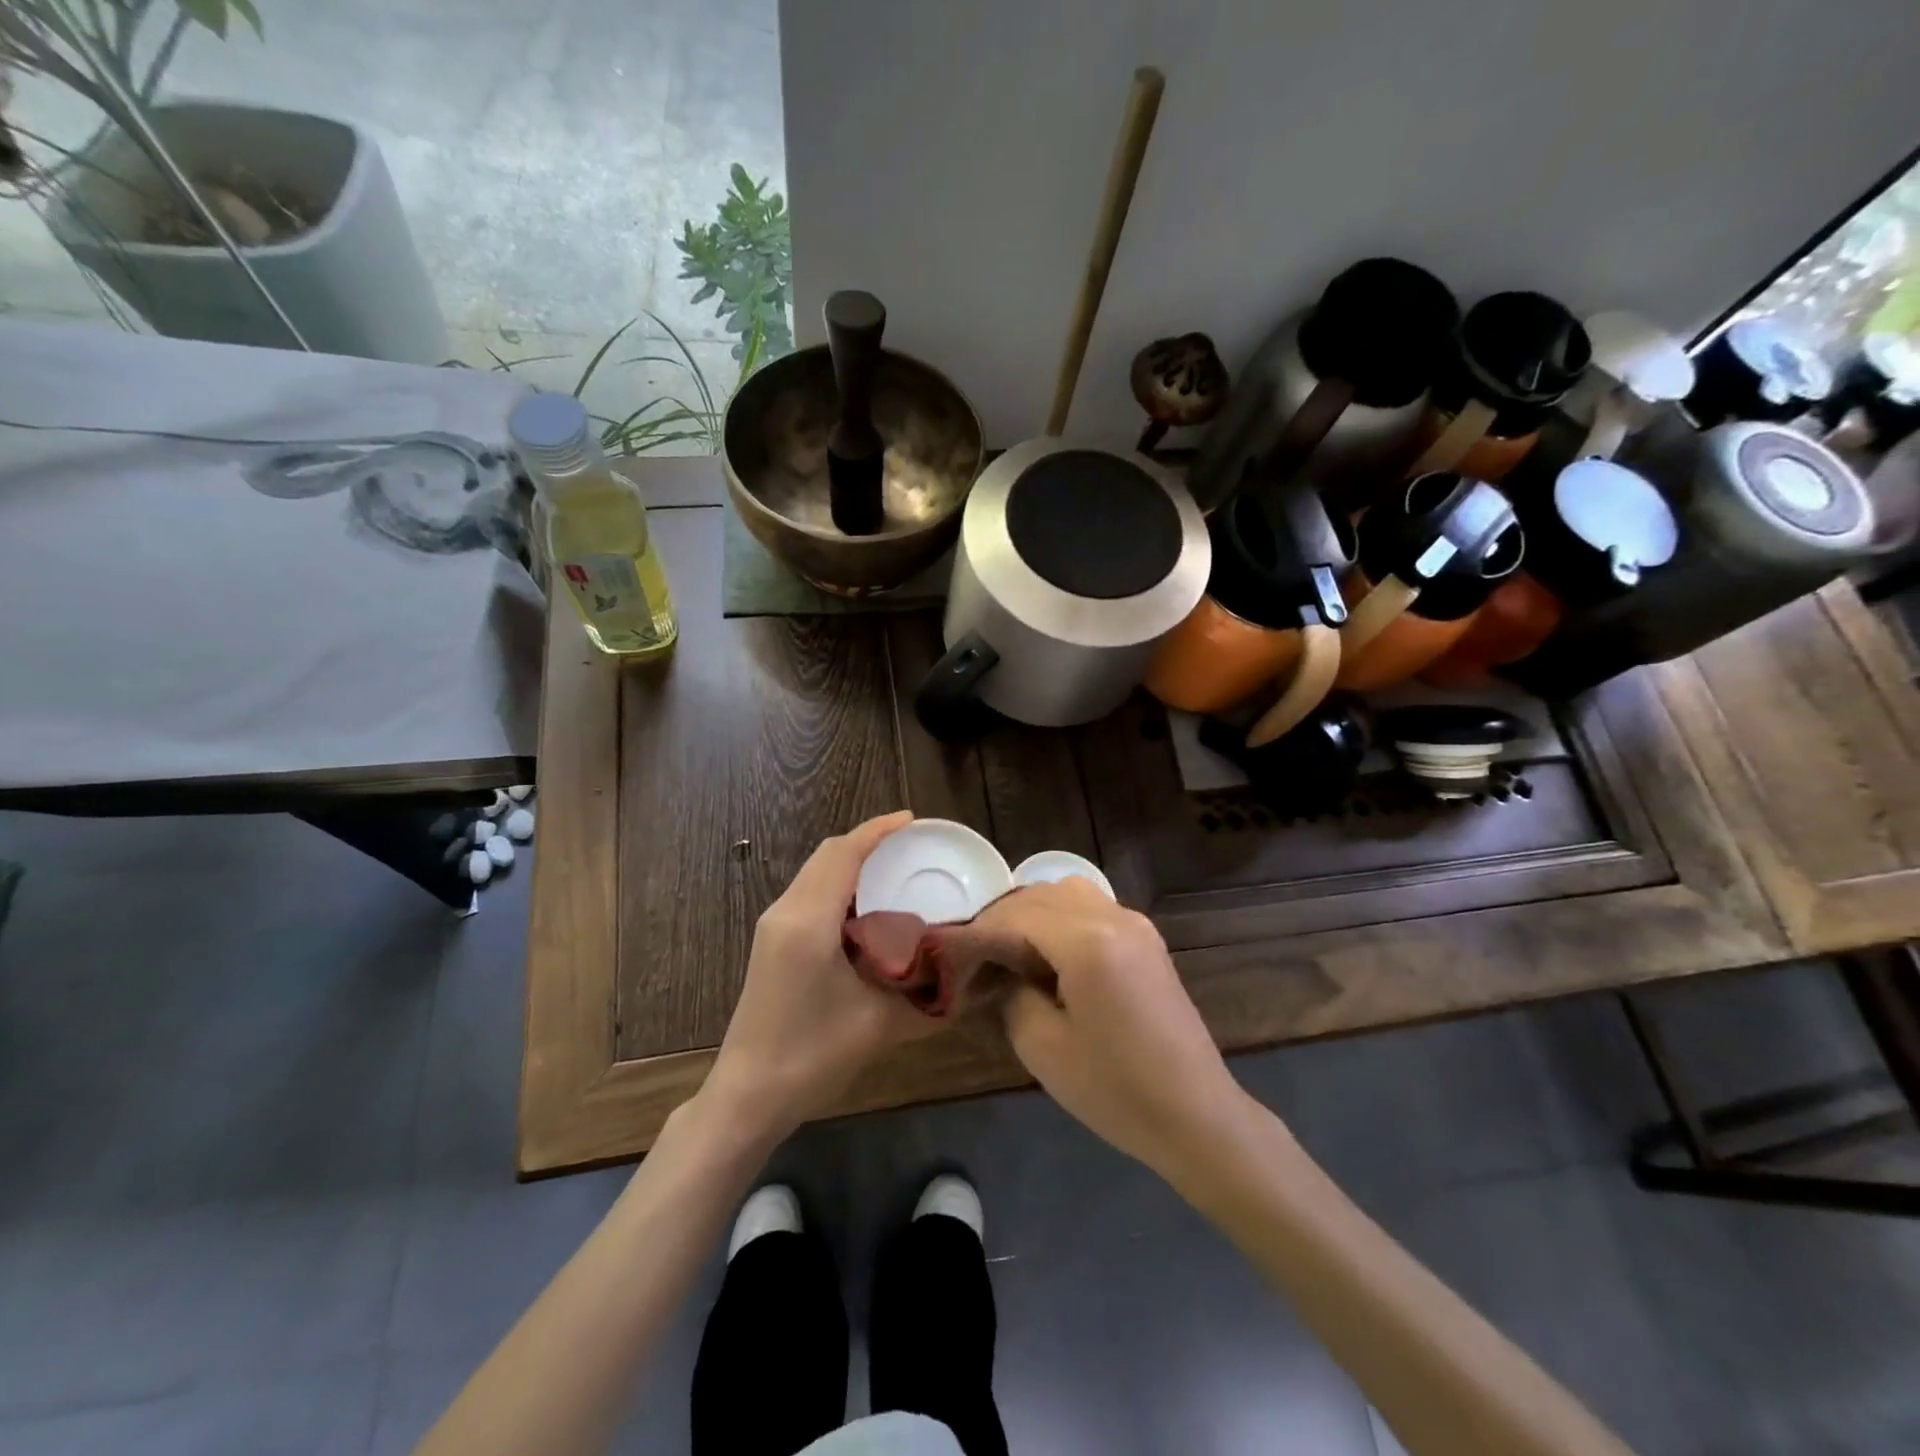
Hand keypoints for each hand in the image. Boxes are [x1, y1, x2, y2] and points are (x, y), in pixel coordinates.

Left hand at [701, 811, 938, 1143]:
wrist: (748, 1094)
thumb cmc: (812, 1056)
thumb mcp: (880, 1024)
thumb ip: (928, 997)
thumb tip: (970, 981)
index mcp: (809, 921)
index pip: (844, 854)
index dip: (877, 831)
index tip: (912, 820)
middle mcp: (786, 911)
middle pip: (827, 855)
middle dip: (867, 842)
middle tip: (910, 846)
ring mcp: (773, 925)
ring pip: (815, 872)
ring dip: (851, 863)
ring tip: (893, 870)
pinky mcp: (771, 941)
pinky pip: (808, 893)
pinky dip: (838, 885)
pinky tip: (865, 908)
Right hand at [976, 880, 1247, 1179]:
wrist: (1196, 1114)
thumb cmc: (1115, 1089)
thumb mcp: (1042, 1046)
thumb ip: (1010, 993)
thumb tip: (998, 969)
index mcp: (1088, 941)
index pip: (1017, 914)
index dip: (981, 930)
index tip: (955, 954)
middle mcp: (1114, 917)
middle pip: (1042, 894)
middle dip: (1004, 918)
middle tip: (978, 956)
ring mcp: (1136, 924)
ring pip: (1069, 893)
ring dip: (1034, 913)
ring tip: (1012, 953)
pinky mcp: (1147, 939)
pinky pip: (1093, 909)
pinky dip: (1062, 919)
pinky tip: (1051, 956)